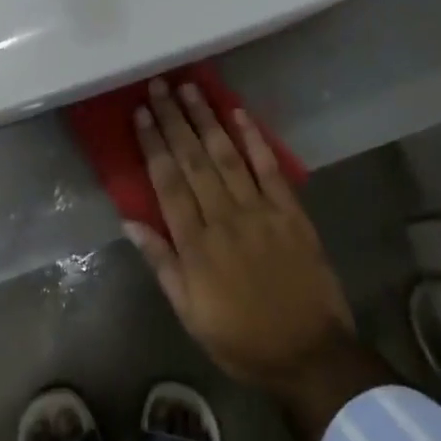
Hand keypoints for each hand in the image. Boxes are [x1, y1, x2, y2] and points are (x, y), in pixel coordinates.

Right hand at [127, 80, 354, 391]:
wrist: (310, 355)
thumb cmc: (242, 339)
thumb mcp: (190, 314)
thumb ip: (162, 264)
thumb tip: (130, 221)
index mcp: (196, 246)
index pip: (168, 183)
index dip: (153, 145)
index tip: (141, 113)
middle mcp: (224, 219)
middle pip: (193, 160)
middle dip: (174, 120)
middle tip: (159, 85)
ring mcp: (260, 212)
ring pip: (226, 155)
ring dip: (206, 119)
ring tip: (190, 88)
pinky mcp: (290, 212)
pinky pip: (270, 168)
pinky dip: (255, 138)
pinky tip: (239, 112)